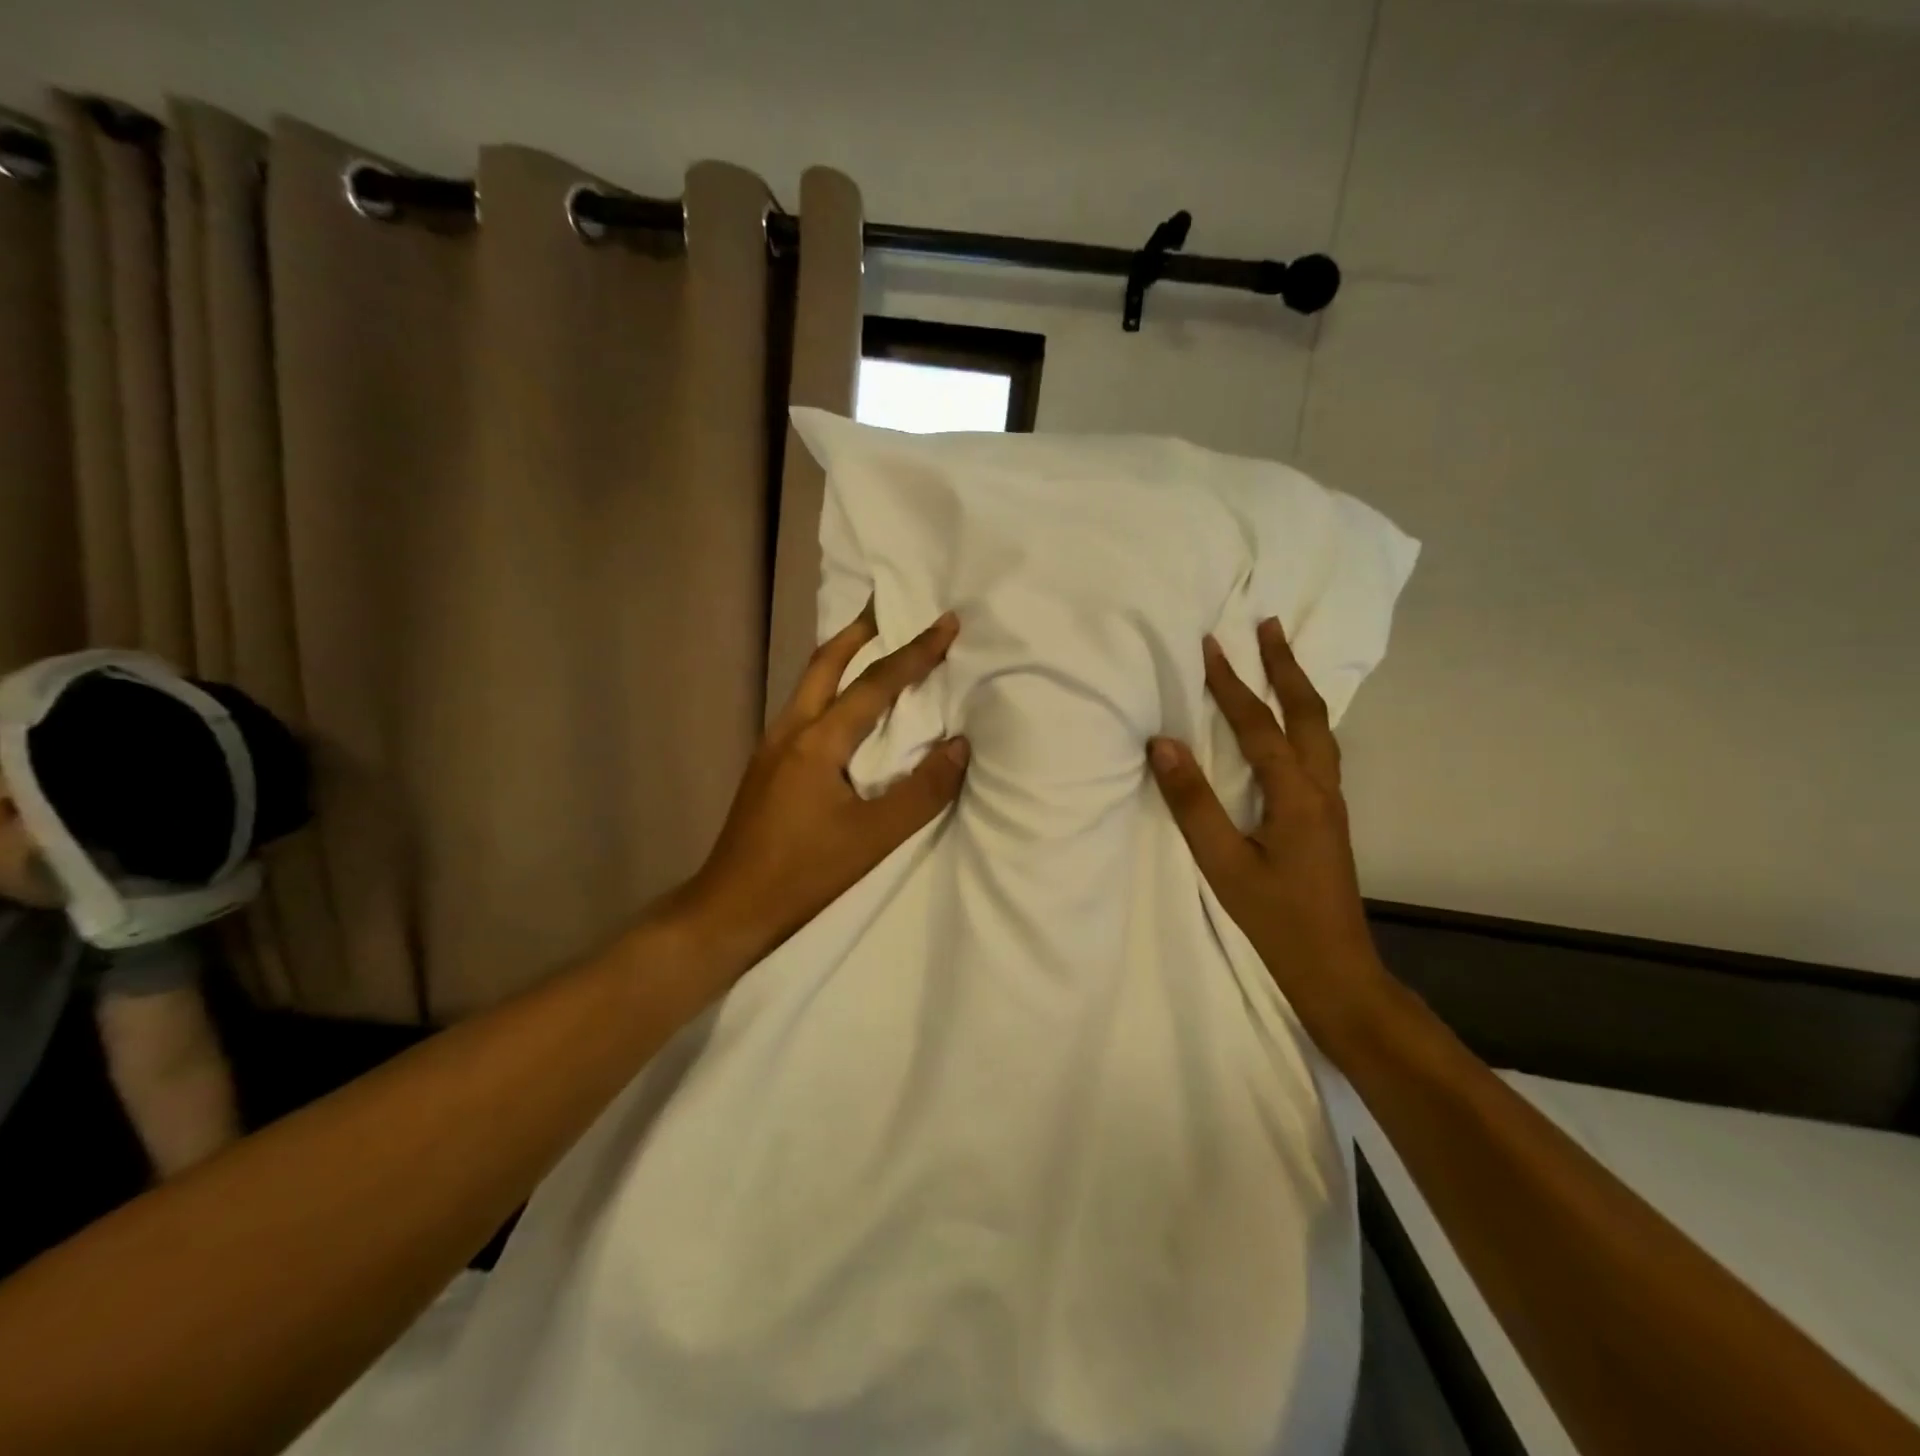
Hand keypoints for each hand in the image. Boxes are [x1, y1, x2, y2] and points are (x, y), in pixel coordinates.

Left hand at [675, 604, 967, 974]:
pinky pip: (804, 708)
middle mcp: (791, 730)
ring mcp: (772, 747)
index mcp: (818, 742)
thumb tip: (959, 745)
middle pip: (825, 662)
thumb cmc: (804, 874)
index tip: (946, 622)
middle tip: (890, 608)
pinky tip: (844, 710)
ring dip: (842, 657)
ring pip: (809, 683)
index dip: (915, 652)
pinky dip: (830, 689)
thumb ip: (922, 791)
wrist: (730, 907)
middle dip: (861, 631)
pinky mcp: (767, 766)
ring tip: (872, 646)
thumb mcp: (873, 838)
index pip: (875, 684)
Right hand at [1147, 618, 1384, 1023]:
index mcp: (1296, 795)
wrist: (1336, 970)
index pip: (1259, 726)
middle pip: (1307, 712)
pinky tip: (1288, 725)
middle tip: (1267, 625)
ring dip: (1298, 688)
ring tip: (1280, 659)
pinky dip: (1301, 719)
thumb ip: (1193, 802)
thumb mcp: (1225, 864)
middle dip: (1285, 665)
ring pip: (1319, 729)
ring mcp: (1330, 803)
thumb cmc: (1277, 920)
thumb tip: (1163, 742)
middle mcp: (1320, 788)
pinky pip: (1317, 750)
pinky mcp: (1326, 818)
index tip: (1211, 643)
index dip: (1232, 684)